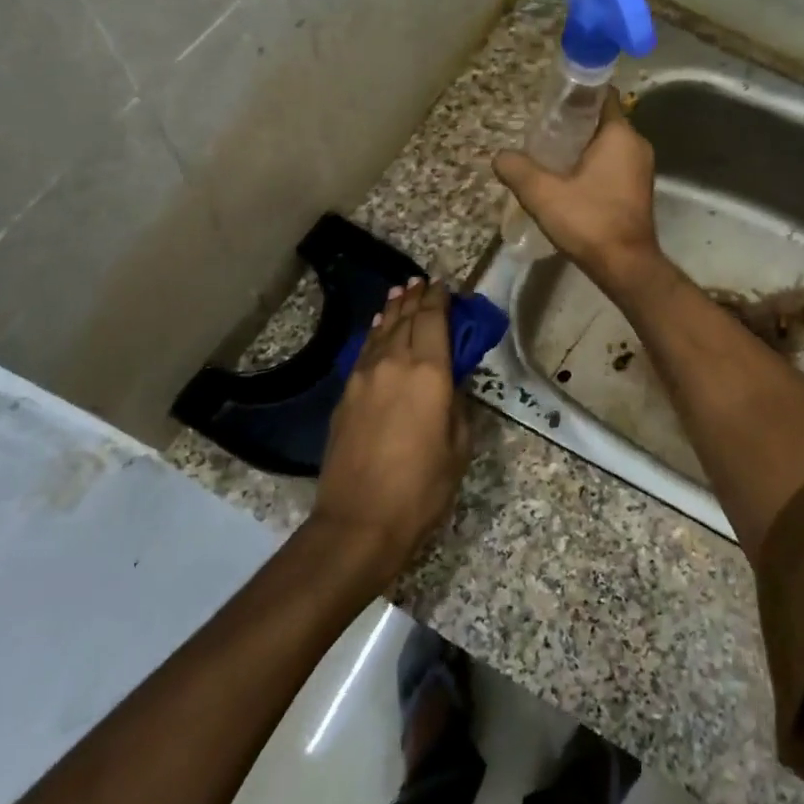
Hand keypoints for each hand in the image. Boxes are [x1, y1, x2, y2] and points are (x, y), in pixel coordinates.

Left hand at [312, 279, 469, 585]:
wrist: (359, 521)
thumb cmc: (421, 488)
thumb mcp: (458, 447)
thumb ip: (456, 405)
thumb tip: (450, 383)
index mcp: (429, 373)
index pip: (434, 321)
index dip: (439, 299)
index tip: (444, 285)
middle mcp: (394, 364)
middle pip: (405, 320)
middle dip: (416, 298)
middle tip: (423, 282)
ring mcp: (364, 378)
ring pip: (381, 332)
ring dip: (392, 310)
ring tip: (400, 292)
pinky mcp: (346, 396)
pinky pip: (364, 352)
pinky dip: (374, 334)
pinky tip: (377, 328)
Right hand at [493, 91, 665, 294]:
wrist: (625, 266)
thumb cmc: (589, 222)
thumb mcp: (543, 194)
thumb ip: (518, 169)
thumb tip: (499, 156)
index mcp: (620, 134)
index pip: (600, 95)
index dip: (574, 94)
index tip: (549, 103)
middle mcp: (636, 145)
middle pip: (600, 121)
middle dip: (571, 125)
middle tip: (540, 135)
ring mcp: (641, 169)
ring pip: (606, 146)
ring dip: (580, 149)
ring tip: (548, 159)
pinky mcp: (637, 190)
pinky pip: (612, 166)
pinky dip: (591, 167)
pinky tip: (566, 182)